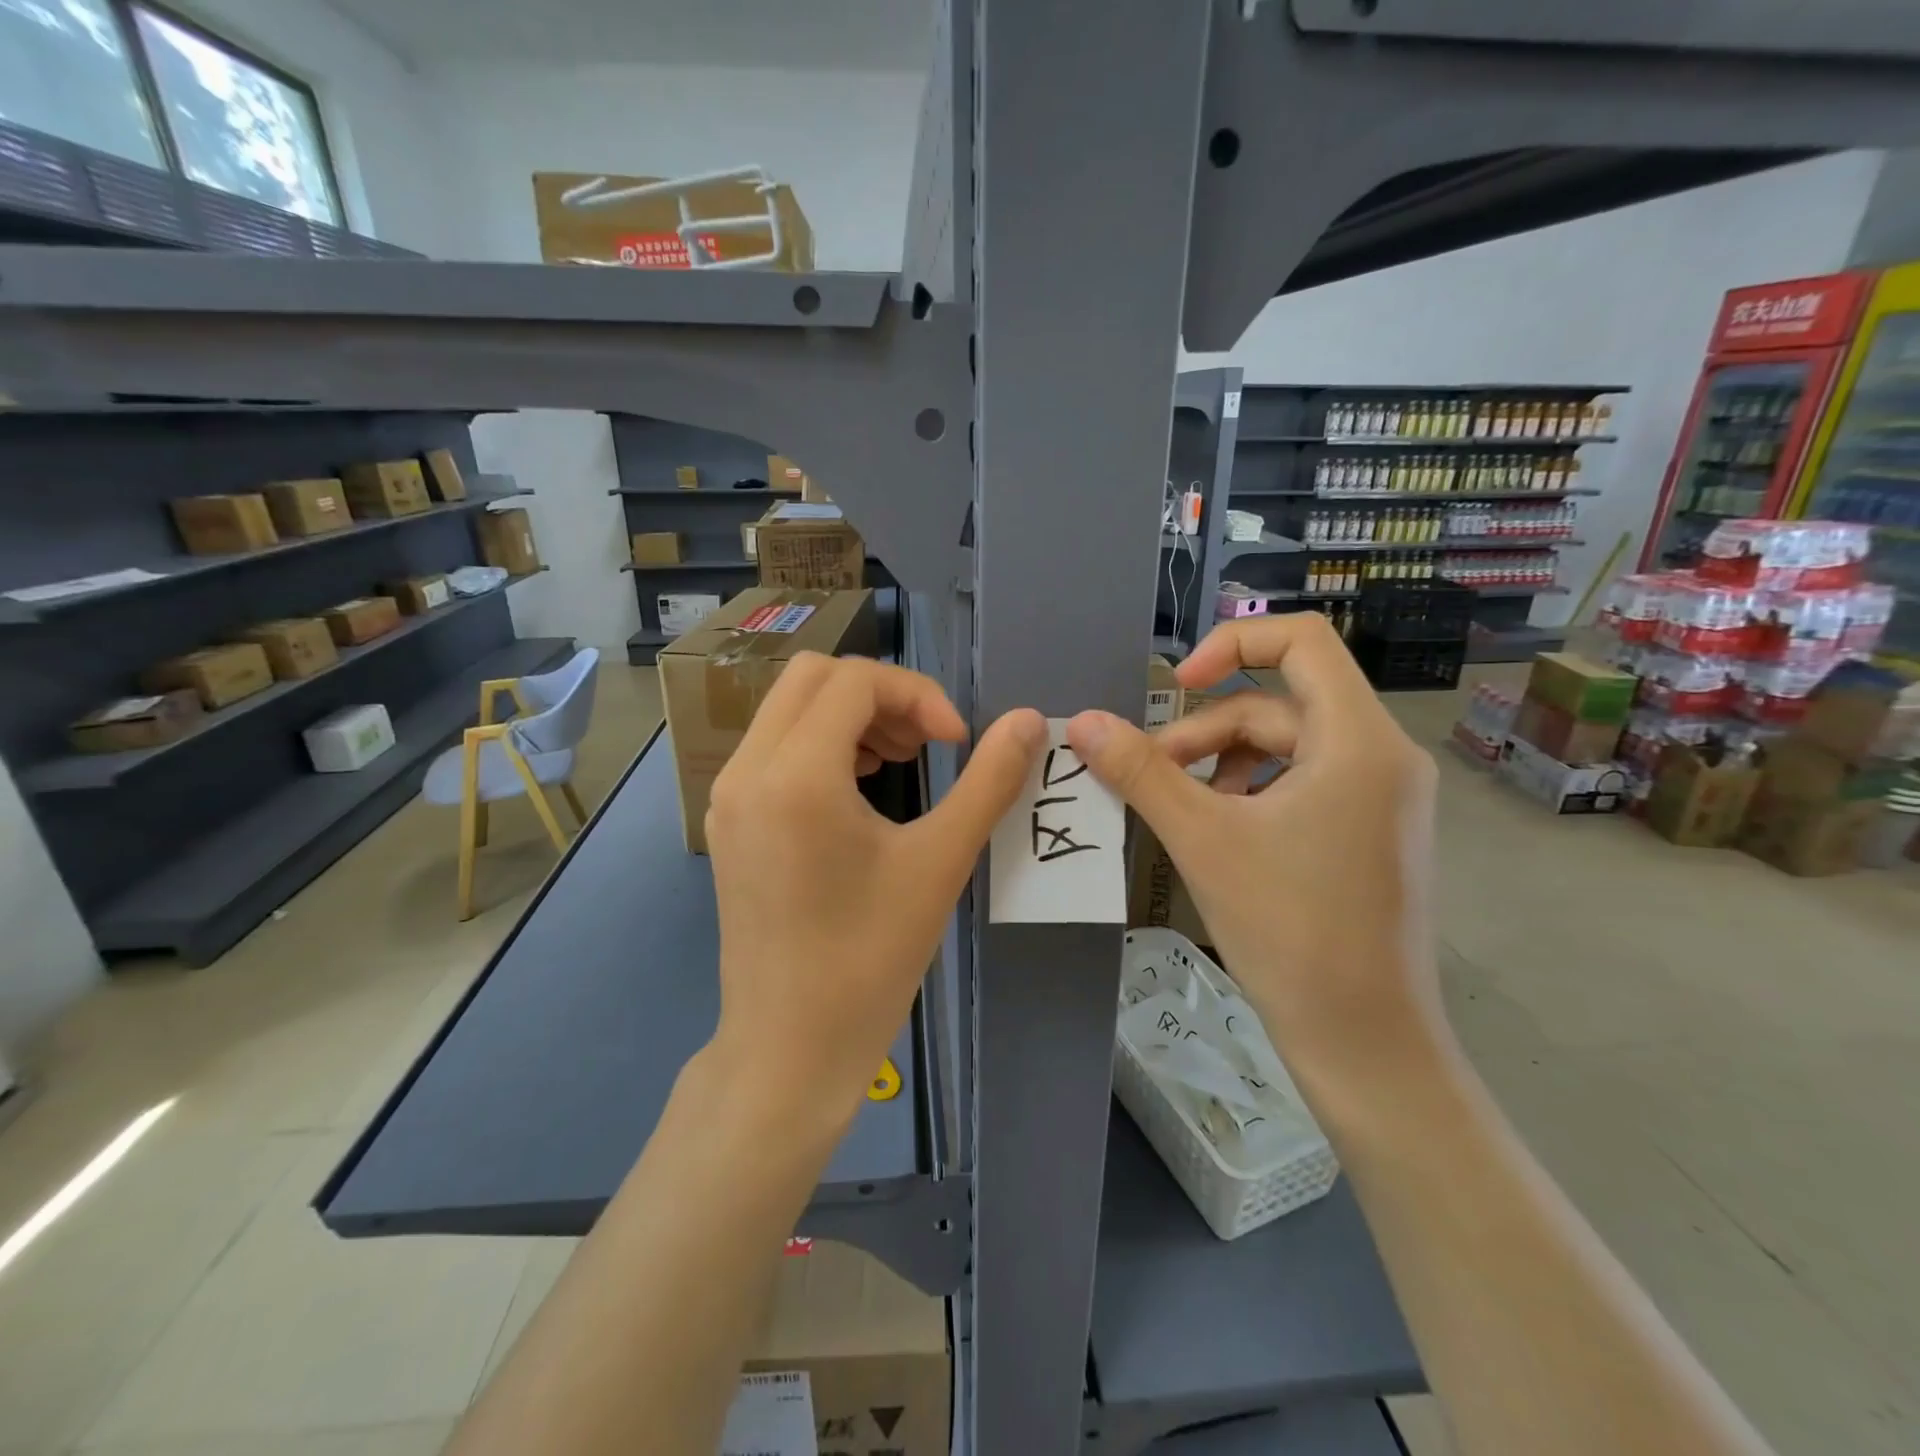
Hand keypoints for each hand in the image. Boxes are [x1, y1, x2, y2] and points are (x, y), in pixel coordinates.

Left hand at [704, 653, 1044, 1125]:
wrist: (790, 1048)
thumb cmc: (869, 960)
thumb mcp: (940, 863)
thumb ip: (989, 781)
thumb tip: (1029, 721)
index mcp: (795, 775)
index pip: (855, 681)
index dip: (919, 695)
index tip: (957, 742)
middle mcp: (748, 770)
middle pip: (813, 676)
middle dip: (881, 694)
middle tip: (927, 742)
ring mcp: (729, 796)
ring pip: (788, 707)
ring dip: (850, 714)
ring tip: (901, 761)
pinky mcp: (729, 821)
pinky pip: (773, 747)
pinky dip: (821, 742)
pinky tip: (861, 788)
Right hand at [1067, 615, 1440, 1091]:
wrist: (1364, 1040)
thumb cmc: (1288, 930)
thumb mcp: (1202, 838)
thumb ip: (1140, 771)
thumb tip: (1083, 723)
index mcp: (1358, 740)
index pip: (1303, 640)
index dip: (1231, 643)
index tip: (1176, 687)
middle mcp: (1382, 754)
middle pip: (1278, 703)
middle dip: (1206, 732)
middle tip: (1149, 777)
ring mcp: (1382, 795)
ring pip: (1286, 746)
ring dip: (1222, 764)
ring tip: (1179, 810)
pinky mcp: (1371, 830)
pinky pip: (1303, 781)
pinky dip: (1251, 791)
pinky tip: (1217, 830)